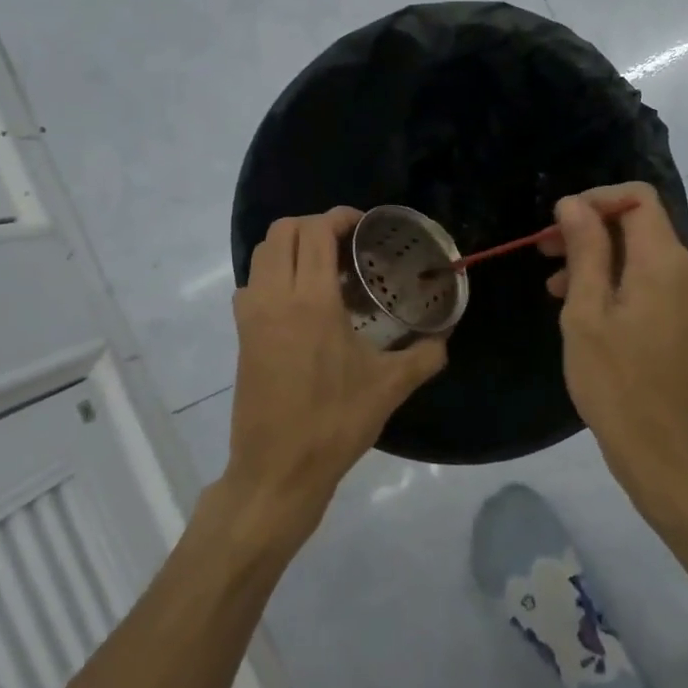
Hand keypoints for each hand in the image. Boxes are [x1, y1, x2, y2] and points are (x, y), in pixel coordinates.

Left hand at [224, 208, 446, 542]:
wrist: (277, 470)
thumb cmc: (335, 423)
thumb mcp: (389, 387)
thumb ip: (424, 356)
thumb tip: (445, 338)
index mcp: (310, 301)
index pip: (314, 231)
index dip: (339, 217)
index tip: (363, 227)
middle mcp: (274, 297)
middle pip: (282, 231)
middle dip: (313, 225)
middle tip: (346, 244)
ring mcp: (251, 315)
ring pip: (262, 254)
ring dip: (291, 247)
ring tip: (325, 269)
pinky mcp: (241, 335)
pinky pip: (253, 283)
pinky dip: (275, 274)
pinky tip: (303, 302)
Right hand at [544, 184, 687, 503]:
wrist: (665, 453)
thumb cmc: (616, 383)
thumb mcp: (587, 312)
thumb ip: (585, 250)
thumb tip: (574, 203)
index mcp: (667, 262)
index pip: (637, 198)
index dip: (595, 200)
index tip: (558, 225)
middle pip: (639, 225)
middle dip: (591, 231)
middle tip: (545, 253)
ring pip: (643, 254)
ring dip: (599, 259)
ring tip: (555, 288)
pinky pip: (654, 281)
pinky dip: (619, 281)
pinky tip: (586, 308)